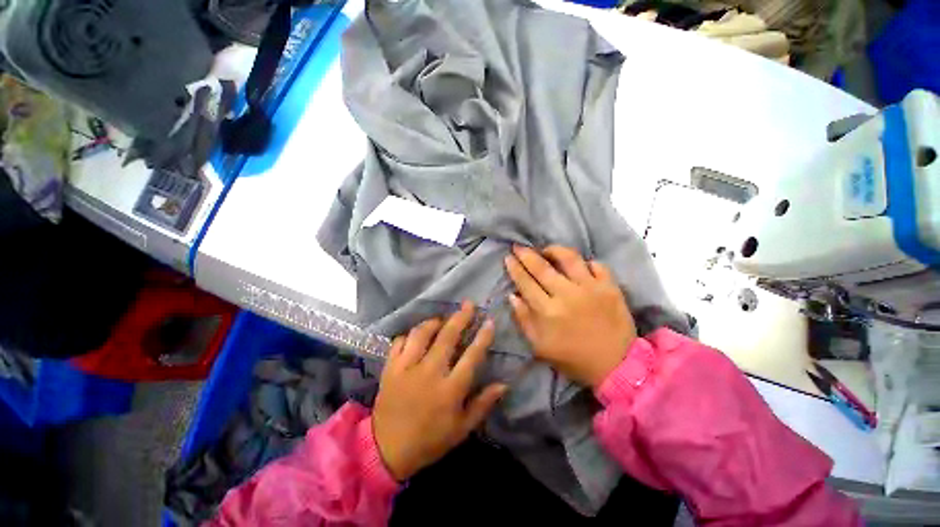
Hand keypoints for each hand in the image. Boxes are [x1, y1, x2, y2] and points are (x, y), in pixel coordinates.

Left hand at [372, 301, 507, 480]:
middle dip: (460, 317)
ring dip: (434, 322)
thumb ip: (483, 404)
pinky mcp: (390, 368)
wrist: (386, 450)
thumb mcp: (461, 429)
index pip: (471, 356)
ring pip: (422, 334)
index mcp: (450, 389)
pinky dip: (409, 335)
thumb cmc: (429, 440)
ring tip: (442, 319)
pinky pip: (399, 342)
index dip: (482, 337)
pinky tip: (416, 336)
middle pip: (447, 337)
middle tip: (468, 304)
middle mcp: (430, 373)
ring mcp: (407, 368)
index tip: (489, 321)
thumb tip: (504, 384)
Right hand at [504, 245, 636, 387]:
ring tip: (546, 250)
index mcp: (548, 311)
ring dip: (554, 250)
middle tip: (518, 246)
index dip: (515, 268)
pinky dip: (585, 262)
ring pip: (569, 258)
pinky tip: (579, 266)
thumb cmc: (573, 357)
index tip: (508, 258)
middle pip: (542, 268)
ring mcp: (591, 288)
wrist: (616, 366)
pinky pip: (596, 265)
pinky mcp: (610, 287)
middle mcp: (567, 295)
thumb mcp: (540, 346)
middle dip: (526, 254)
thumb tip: (513, 296)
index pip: (526, 283)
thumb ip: (524, 319)